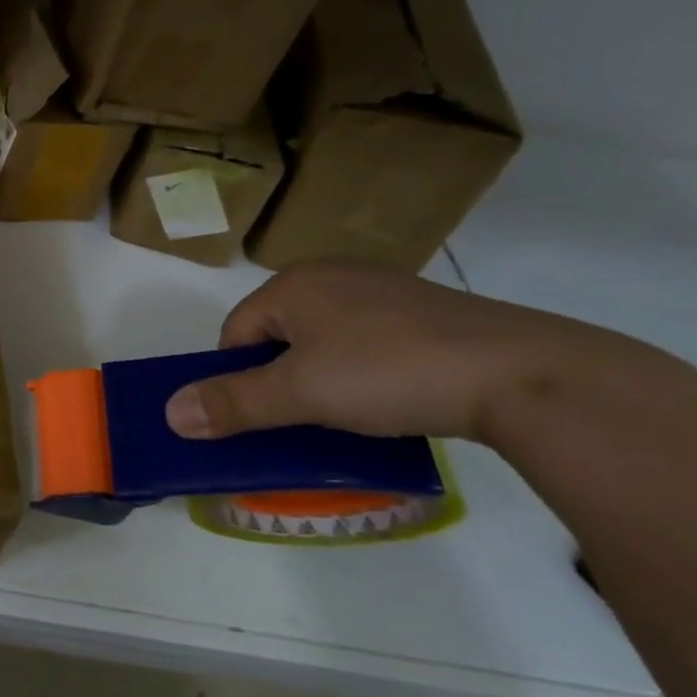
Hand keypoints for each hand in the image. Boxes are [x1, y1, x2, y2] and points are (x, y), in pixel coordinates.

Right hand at [165, 261, 617, 444]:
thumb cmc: (390, 373)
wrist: (526, 375)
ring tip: (349, 416)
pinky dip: (367, 372)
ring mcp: (386, 290)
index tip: (261, 416)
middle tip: (302, 420)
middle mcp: (335, 276)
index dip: (237, 377)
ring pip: (327, 340)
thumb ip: (233, 403)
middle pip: (280, 335)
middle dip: (281, 379)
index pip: (237, 332)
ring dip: (324, 378)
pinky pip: (372, 342)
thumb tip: (170, 413)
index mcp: (295, 283)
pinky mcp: (430, 312)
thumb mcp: (301, 394)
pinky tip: (392, 400)